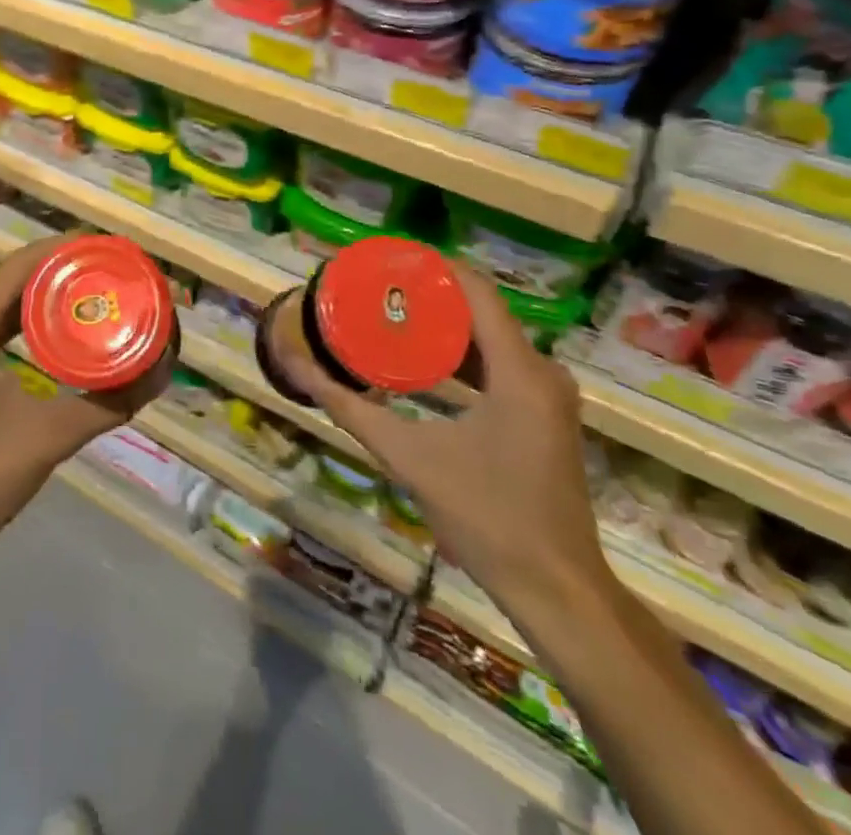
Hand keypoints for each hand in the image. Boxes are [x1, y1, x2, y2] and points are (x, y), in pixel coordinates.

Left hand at [0, 234, 165, 572]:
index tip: (105, 246)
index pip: (18, 267)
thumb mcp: (49, 436)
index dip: (62, 249)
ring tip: (94, 291)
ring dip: (45, 295)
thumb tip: (157, 377)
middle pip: (13, 280)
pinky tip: (62, 331)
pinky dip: (29, 322)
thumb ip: (105, 404)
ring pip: (4, 304)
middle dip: (60, 270)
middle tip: (109, 270)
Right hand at [275, 262, 610, 615]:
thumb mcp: (406, 454)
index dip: (431, 267)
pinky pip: (502, 364)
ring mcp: (550, 396)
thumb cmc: (484, 516)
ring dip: (444, 325)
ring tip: (389, 315)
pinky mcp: (545, 416)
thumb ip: (346, 406)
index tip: (383, 260)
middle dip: (428, 295)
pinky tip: (423, 363)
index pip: (476, 290)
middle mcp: (543, 372)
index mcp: (519, 371)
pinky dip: (462, 355)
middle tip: (374, 289)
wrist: (557, 590)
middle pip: (481, 310)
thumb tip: (293, 362)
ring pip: (492, 338)